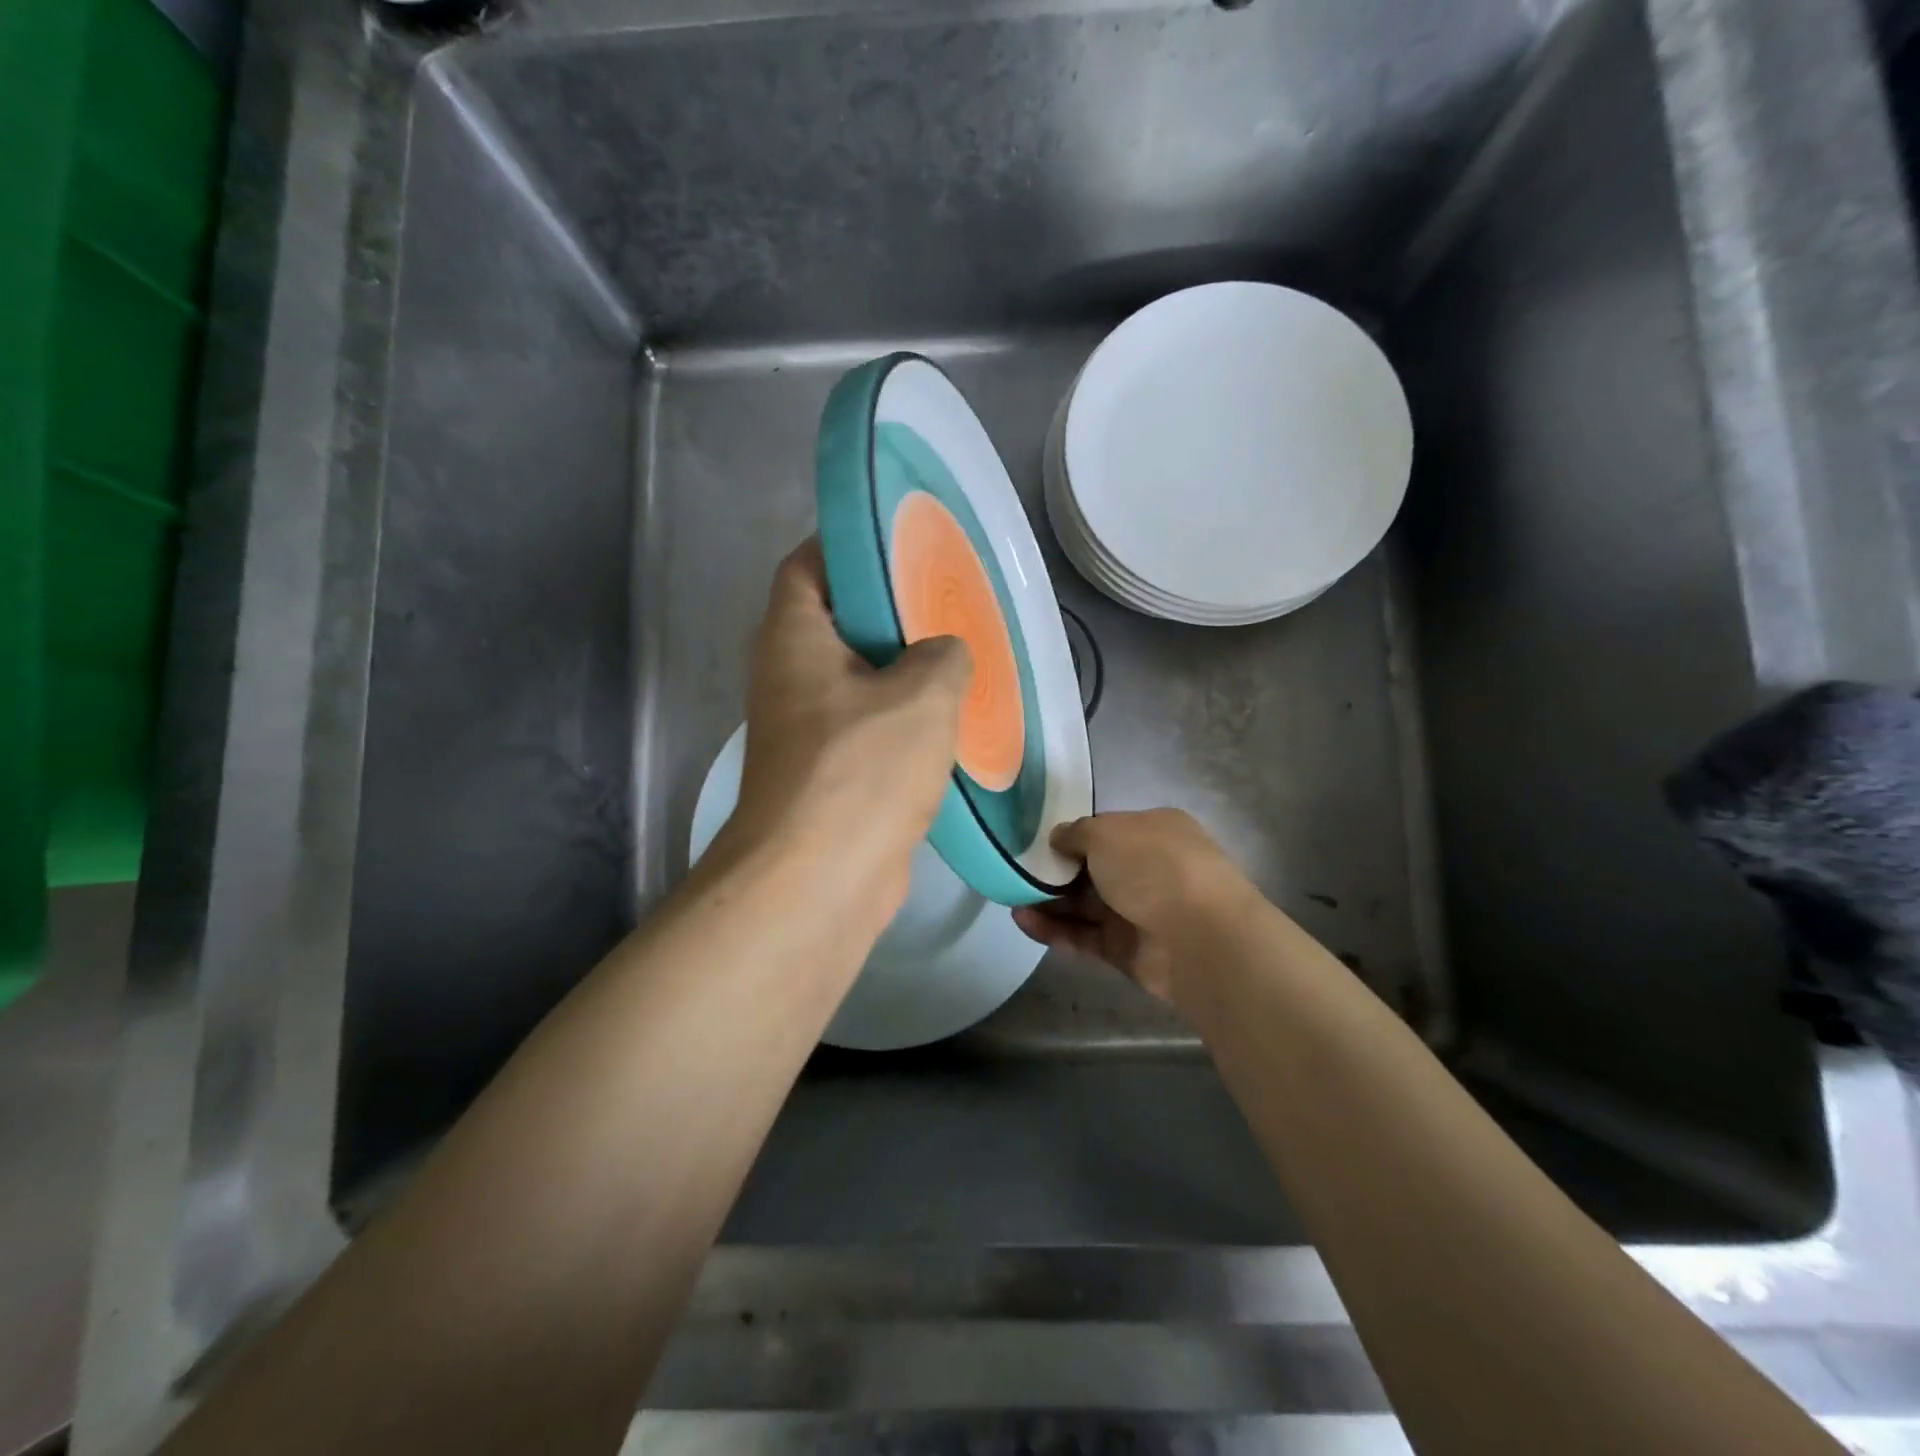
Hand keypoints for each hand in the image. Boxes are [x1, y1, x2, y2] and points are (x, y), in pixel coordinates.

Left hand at [719, 539, 971, 923]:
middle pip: (835, 620)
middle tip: (946, 600)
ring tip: (958, 654)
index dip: (848, 544)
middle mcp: (787, 676)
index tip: (902, 541)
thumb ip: (942, 654)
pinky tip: (949, 719)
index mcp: (793, 637)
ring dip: (901, 668)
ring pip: (856, 678)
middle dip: (888, 608)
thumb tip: (943, 655)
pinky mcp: (825, 772)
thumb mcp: (922, 694)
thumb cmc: (861, 769)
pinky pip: (866, 725)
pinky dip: (900, 717)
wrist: (818, 880)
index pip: (808, 565)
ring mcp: (803, 728)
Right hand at [1012, 810, 1257, 1004]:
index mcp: (1154, 831)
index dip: (1071, 836)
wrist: (1200, 938)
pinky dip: (1054, 929)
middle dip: (1055, 871)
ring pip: (1084, 904)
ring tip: (1010, 898)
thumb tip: (1058, 839)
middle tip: (1016, 872)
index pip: (1105, 830)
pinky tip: (1022, 921)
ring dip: (1048, 901)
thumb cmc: (1154, 867)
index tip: (1036, 842)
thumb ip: (1076, 833)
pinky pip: (1084, 935)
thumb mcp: (1107, 833)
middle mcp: (1148, 869)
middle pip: (1092, 869)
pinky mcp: (1126, 949)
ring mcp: (1139, 911)